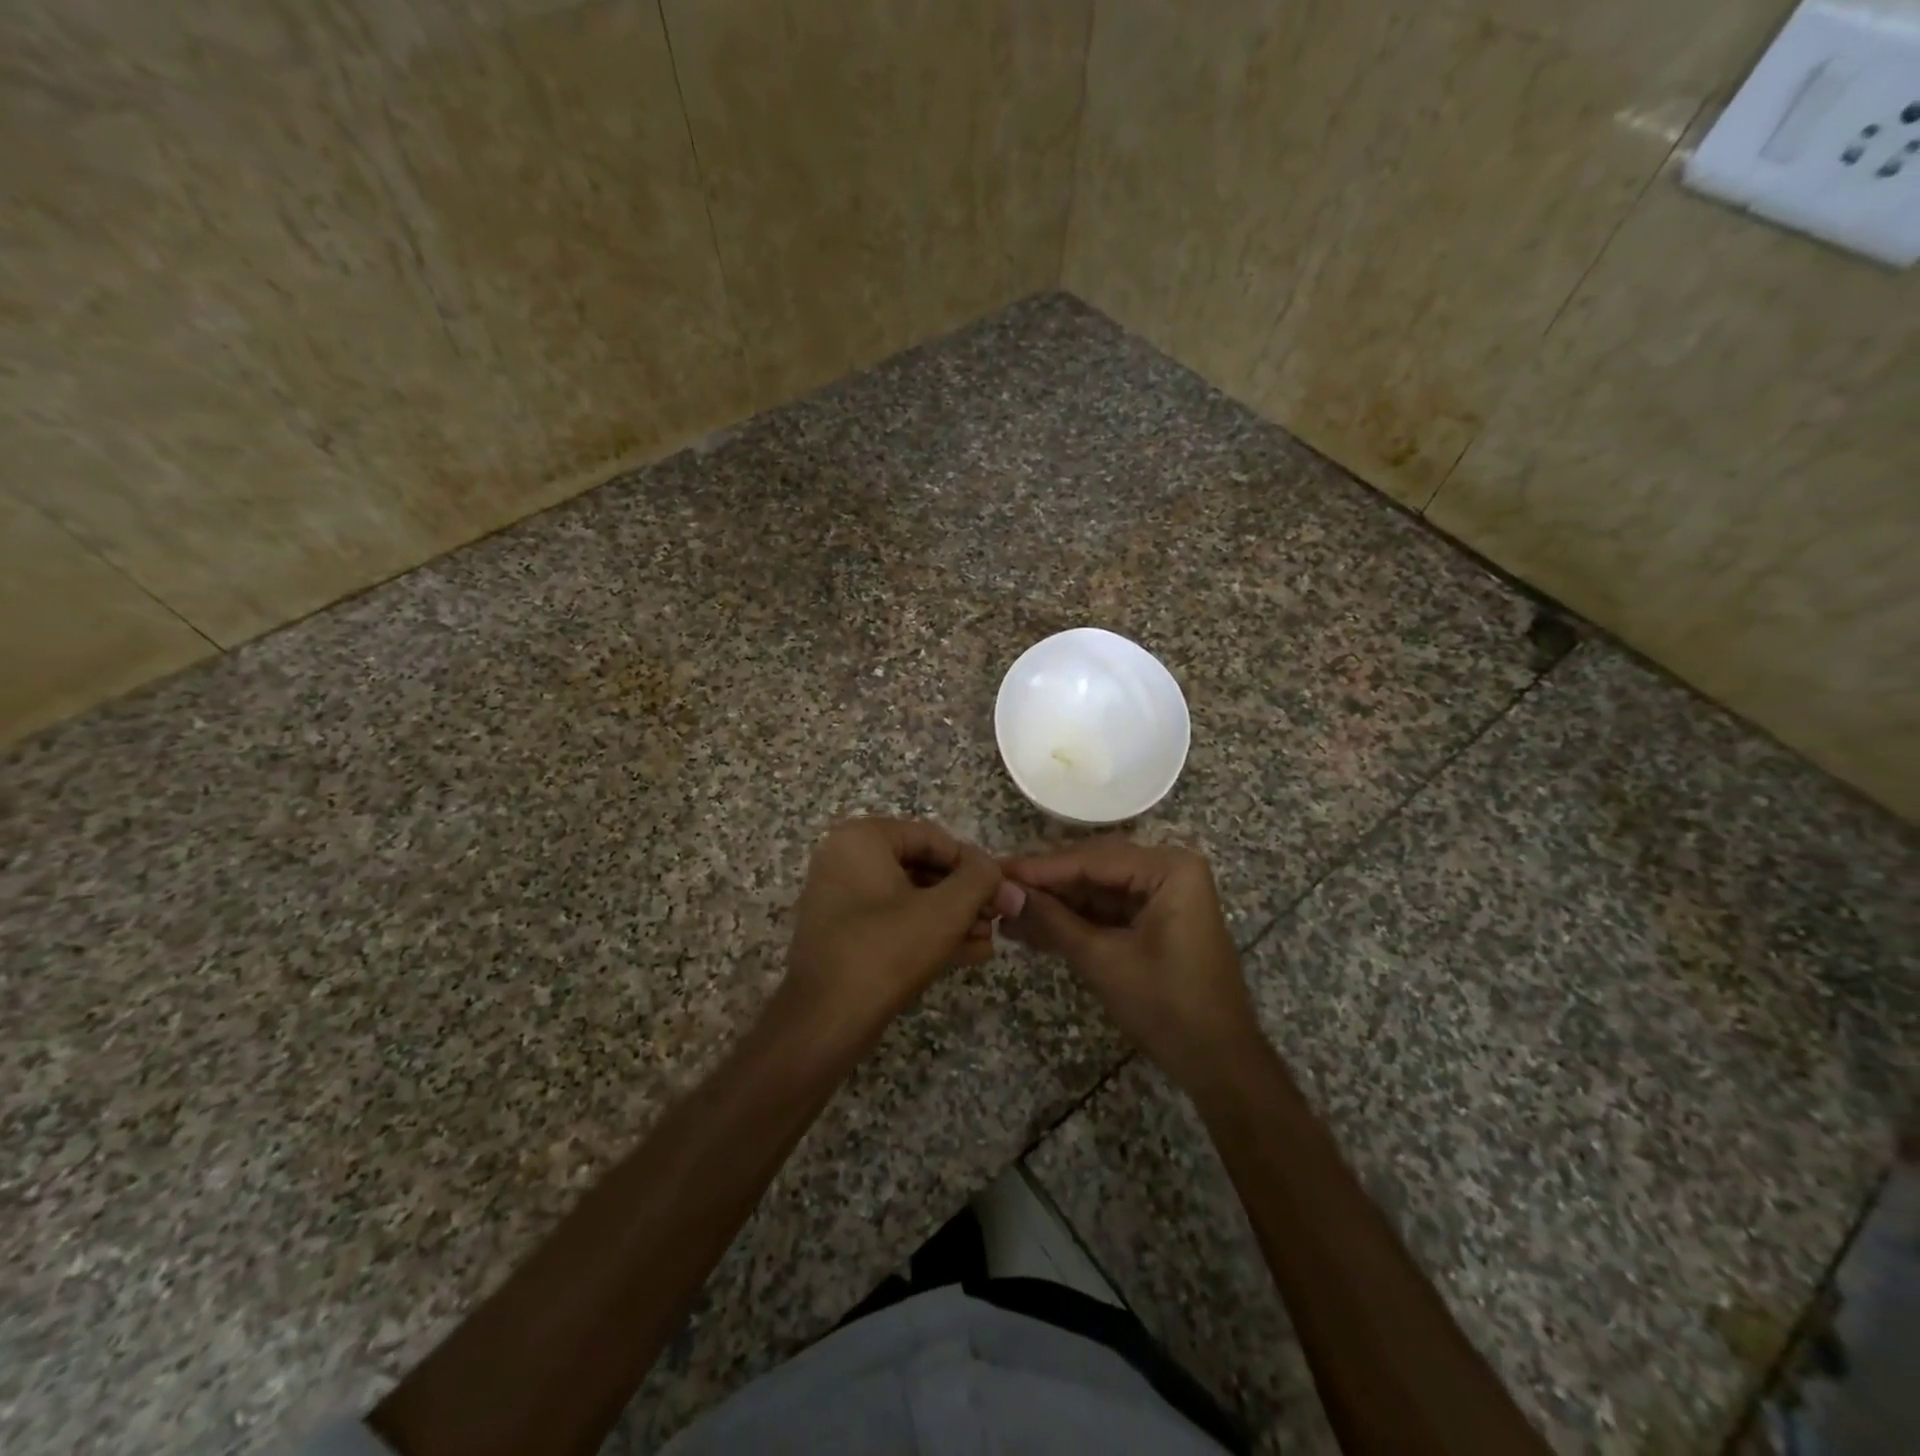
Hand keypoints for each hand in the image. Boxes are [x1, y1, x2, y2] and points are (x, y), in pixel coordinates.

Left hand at [785, 817, 1023, 1029]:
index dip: (974, 864)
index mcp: (862, 838)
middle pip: (923, 866)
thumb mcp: (944, 911)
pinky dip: (928, 932)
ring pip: (912, 897)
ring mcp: (842, 897)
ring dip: (953, 916)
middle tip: (999, 918)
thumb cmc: (886, 951)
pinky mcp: (845, 932)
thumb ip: (979, 879)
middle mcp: (846, 858)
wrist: (824, 1023)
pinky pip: (894, 920)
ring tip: (989, 939)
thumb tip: (995, 868)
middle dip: (965, 895)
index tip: (1003, 891)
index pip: (934, 838)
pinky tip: (968, 952)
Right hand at [1003, 839, 1262, 1093]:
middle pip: (1094, 869)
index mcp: (1168, 869)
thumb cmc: (1167, 1006)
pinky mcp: (1157, 921)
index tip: (998, 871)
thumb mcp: (1104, 960)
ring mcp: (1164, 896)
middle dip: (1046, 885)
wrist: (1220, 1063)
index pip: (1092, 860)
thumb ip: (1053, 921)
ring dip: (1056, 904)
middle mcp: (1169, 871)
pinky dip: (1075, 921)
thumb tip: (1006, 895)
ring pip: (1097, 891)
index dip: (1041, 868)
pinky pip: (1109, 911)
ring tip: (1008, 913)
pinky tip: (1035, 928)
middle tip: (998, 890)